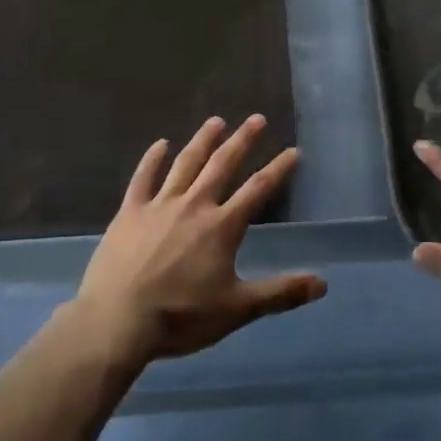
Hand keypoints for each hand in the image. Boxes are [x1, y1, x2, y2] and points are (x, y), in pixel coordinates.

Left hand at [71, 115, 325, 369]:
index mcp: (222, 226)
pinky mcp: (130, 211)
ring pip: (186, 163)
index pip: (258, 190)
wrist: (117, 321)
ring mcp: (160, 205)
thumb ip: (280, 293)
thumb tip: (322, 283)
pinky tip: (160, 144)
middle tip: (256, 119)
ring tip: (216, 121)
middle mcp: (194, 205)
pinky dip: (152, 159)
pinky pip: (143, 178)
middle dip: (242, 140)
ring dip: (203, 140)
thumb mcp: (237, 310)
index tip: (293, 150)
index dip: (278, 169)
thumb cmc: (180, 318)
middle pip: (222, 165)